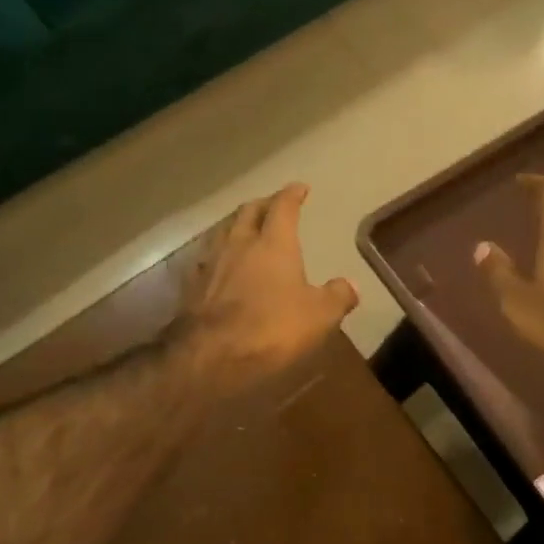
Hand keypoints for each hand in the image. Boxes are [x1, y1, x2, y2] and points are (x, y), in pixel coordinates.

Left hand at [179, 183, 358, 387]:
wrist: (210, 356)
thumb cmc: (272, 329)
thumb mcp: (319, 316)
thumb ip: (337, 297)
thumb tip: (351, 285)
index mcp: (273, 244)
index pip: (283, 207)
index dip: (292, 194)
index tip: (299, 188)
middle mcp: (239, 244)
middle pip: (248, 212)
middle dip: (263, 204)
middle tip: (272, 205)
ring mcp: (211, 264)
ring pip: (223, 231)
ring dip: (237, 225)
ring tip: (245, 229)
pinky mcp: (192, 287)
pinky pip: (207, 259)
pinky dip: (218, 254)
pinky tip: (221, 265)